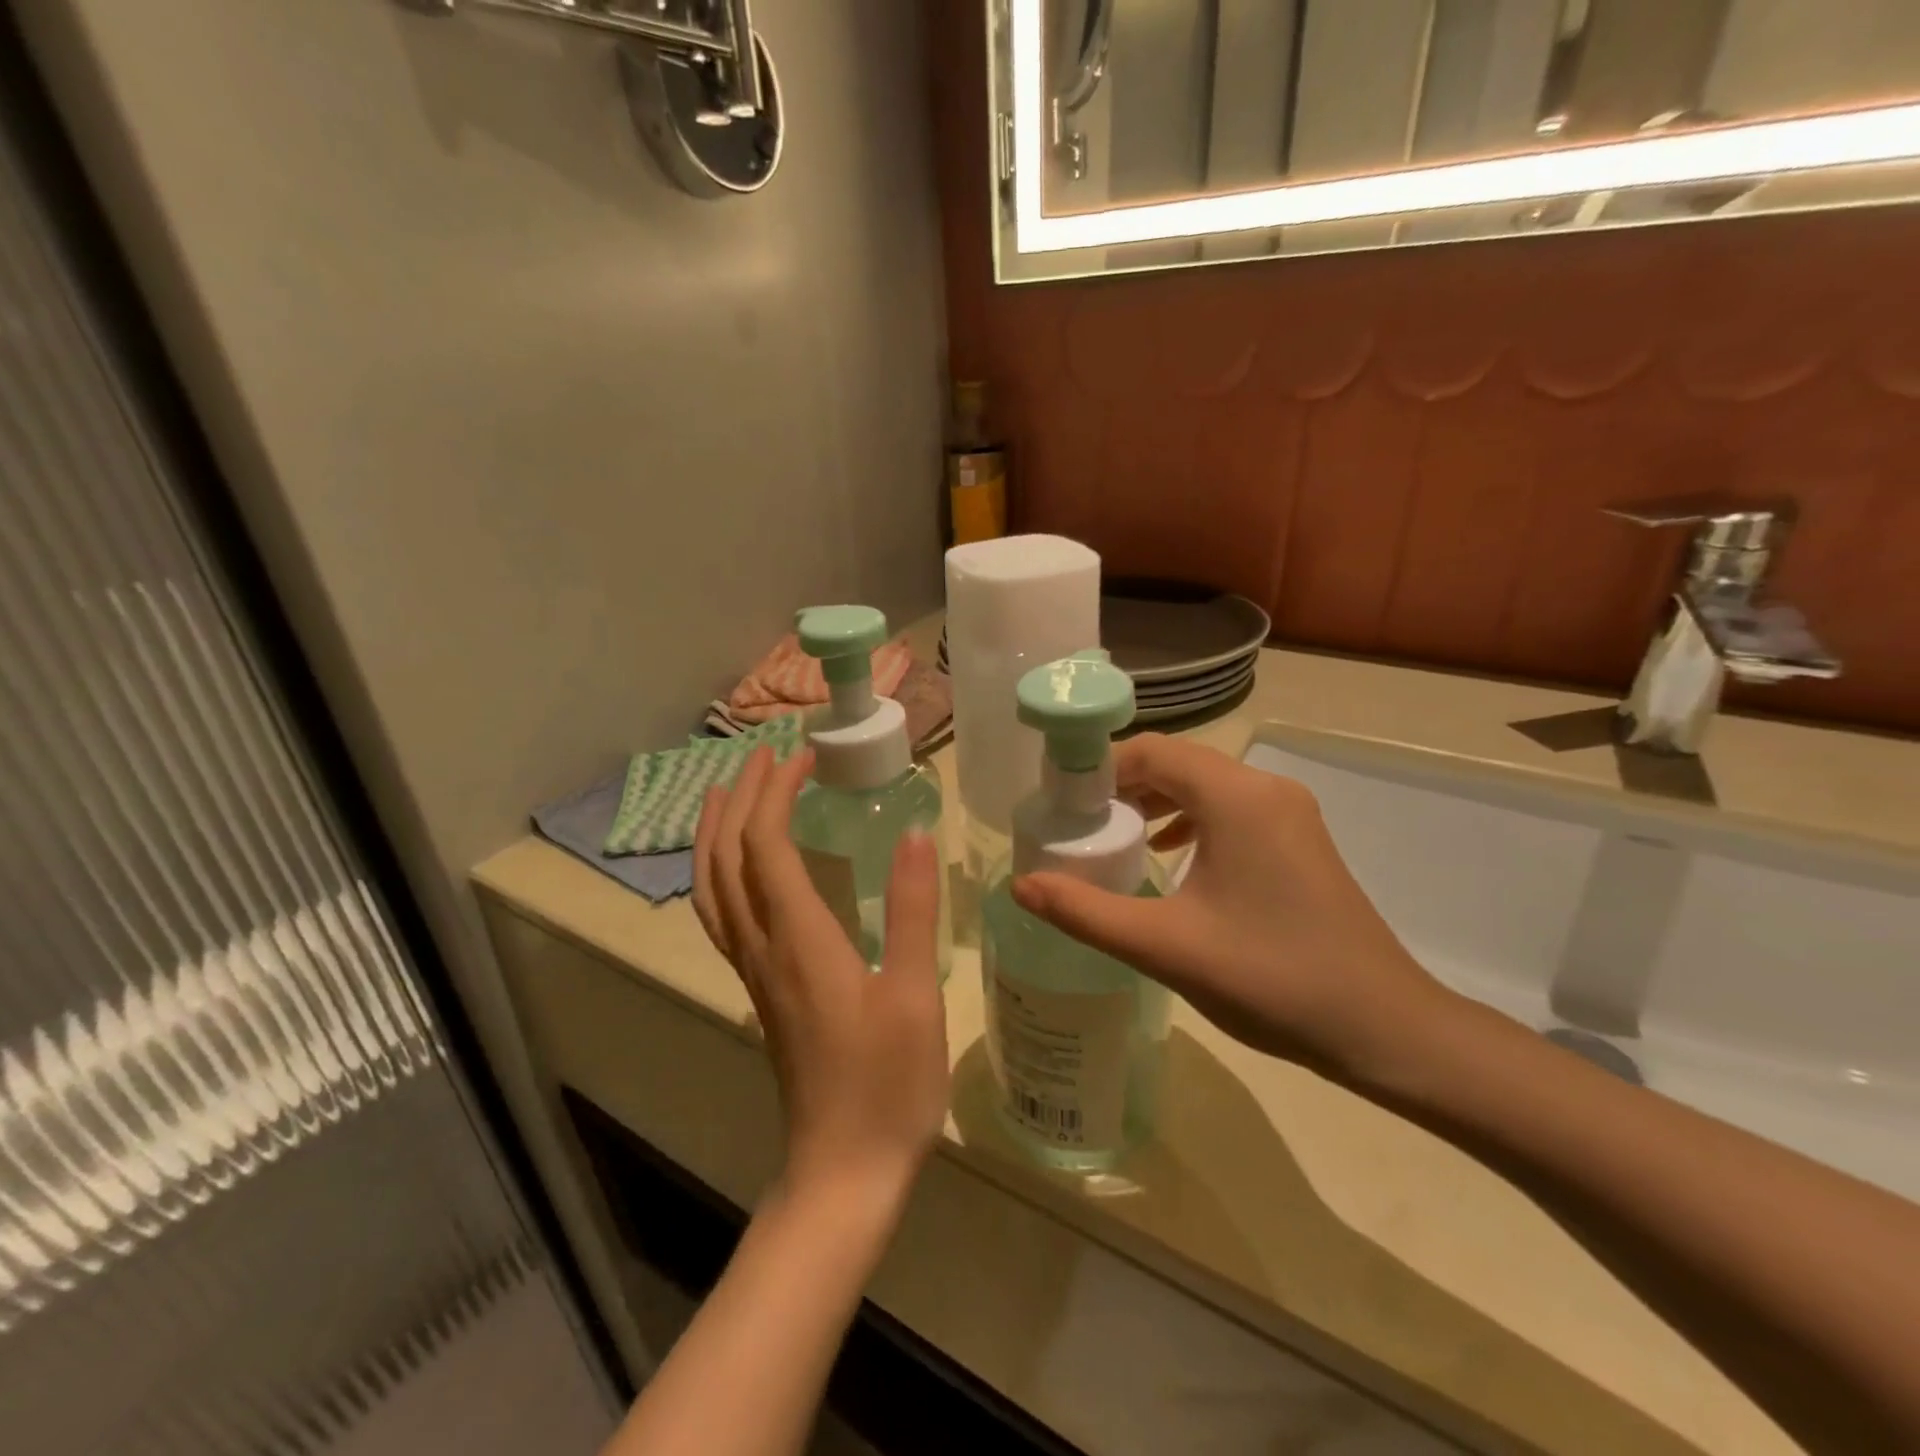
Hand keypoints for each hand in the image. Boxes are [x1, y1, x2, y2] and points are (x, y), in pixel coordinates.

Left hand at [693, 747, 949, 1204]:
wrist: (842, 1172)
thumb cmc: (888, 1085)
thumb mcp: (915, 995)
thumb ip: (914, 912)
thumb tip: (915, 834)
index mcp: (799, 940)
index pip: (767, 845)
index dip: (776, 792)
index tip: (804, 754)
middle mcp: (763, 948)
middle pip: (728, 859)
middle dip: (741, 798)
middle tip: (765, 754)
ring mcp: (755, 973)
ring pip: (712, 889)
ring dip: (717, 833)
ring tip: (731, 793)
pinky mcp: (762, 992)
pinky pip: (724, 916)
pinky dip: (722, 874)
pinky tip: (742, 870)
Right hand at [1011, 733, 1455, 1085]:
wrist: (1386, 1029)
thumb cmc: (1272, 979)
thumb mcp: (1166, 946)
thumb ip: (1086, 912)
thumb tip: (1021, 885)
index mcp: (1236, 798)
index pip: (1151, 752)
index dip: (1098, 769)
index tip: (1059, 803)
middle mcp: (1265, 789)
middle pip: (1177, 763)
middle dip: (1121, 786)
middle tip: (1077, 824)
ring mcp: (1289, 813)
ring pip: (1204, 785)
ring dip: (1154, 802)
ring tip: (1113, 837)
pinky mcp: (1299, 840)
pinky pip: (1230, 809)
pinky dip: (1189, 820)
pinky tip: (1168, 856)